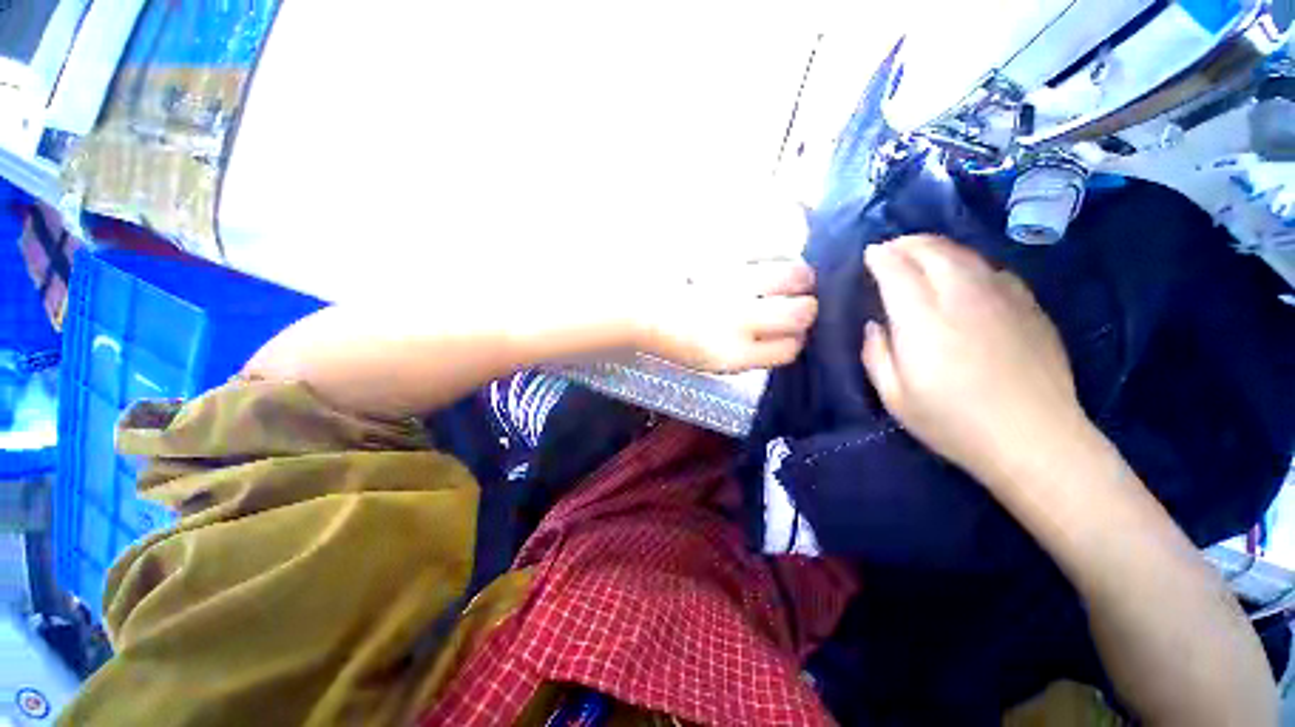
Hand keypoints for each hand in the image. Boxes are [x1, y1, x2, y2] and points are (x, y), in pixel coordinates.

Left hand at [639, 257, 817, 372]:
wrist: (640, 309)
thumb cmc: (677, 340)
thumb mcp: (715, 362)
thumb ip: (753, 353)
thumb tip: (791, 336)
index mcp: (733, 356)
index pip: (789, 349)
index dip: (796, 340)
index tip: (793, 333)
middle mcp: (737, 320)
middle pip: (801, 313)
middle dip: (808, 308)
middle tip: (800, 302)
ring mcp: (732, 284)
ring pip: (794, 276)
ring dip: (801, 278)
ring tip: (796, 278)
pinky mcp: (724, 255)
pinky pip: (768, 249)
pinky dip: (779, 255)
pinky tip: (774, 260)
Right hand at [860, 235, 1085, 486]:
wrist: (1035, 441)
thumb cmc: (953, 423)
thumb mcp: (894, 397)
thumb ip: (875, 354)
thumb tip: (874, 324)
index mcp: (923, 322)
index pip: (897, 271)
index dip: (881, 257)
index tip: (870, 254)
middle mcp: (962, 298)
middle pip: (933, 251)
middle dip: (907, 243)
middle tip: (891, 248)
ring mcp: (1002, 298)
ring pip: (965, 255)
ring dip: (936, 247)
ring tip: (920, 253)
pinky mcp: (1029, 306)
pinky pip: (993, 269)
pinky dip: (969, 262)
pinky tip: (963, 274)